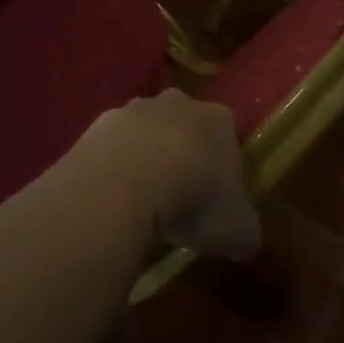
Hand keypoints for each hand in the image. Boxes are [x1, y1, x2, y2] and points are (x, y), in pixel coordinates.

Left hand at [72, 90, 260, 259]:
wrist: (124, 183)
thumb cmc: (194, 200)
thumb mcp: (238, 231)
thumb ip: (245, 231)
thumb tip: (242, 239)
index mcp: (219, 119)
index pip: (227, 136)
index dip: (224, 168)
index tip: (217, 199)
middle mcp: (178, 102)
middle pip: (185, 127)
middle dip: (183, 155)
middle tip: (179, 197)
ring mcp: (135, 108)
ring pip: (146, 132)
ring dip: (145, 158)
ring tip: (142, 200)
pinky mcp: (99, 123)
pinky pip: (113, 145)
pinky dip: (114, 166)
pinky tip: (113, 196)